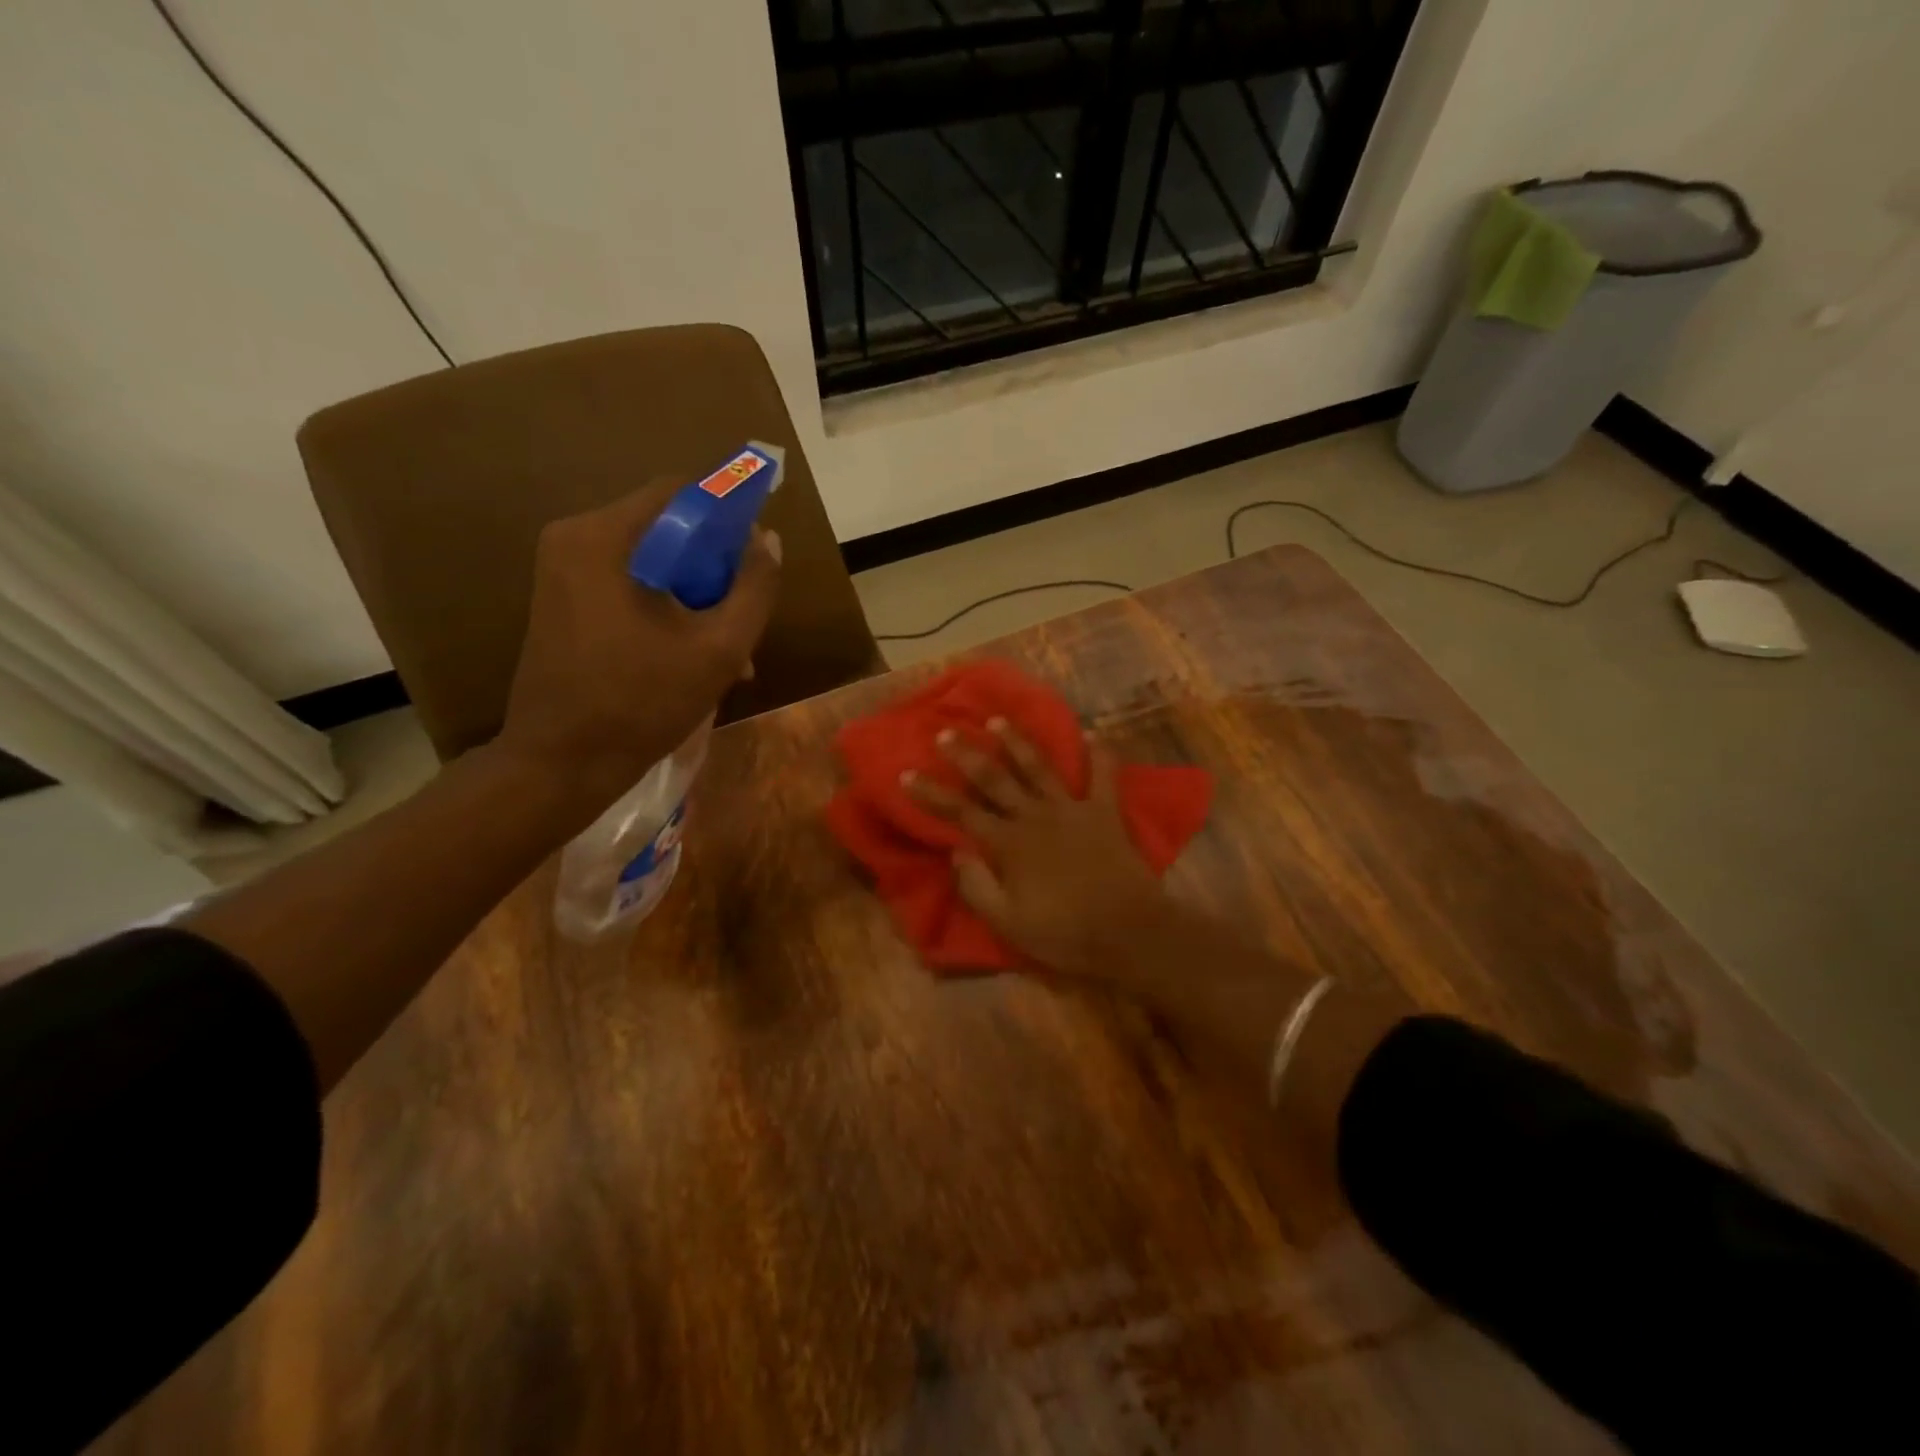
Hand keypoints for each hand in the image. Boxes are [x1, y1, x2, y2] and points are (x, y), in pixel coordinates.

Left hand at [496, 481, 780, 804]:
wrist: (561, 765)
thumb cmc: (641, 703)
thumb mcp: (718, 648)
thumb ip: (754, 589)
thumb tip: (769, 541)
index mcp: (603, 538)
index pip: (680, 492)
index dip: (729, 516)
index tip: (757, 558)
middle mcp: (575, 540)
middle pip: (666, 528)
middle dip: (714, 567)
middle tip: (745, 615)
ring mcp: (563, 572)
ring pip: (652, 562)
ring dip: (696, 596)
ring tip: (730, 651)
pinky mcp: (563, 602)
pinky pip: (629, 586)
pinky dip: (667, 609)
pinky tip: (695, 656)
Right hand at [905, 720, 1168, 976]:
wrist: (1129, 932)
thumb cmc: (1065, 933)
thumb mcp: (1008, 923)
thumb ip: (977, 886)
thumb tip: (956, 851)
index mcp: (1009, 844)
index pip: (961, 813)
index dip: (931, 794)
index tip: (907, 774)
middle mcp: (1035, 816)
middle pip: (995, 779)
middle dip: (967, 755)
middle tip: (947, 733)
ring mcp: (1072, 809)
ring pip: (1039, 767)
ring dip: (1017, 742)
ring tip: (998, 721)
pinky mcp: (1105, 812)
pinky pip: (1104, 776)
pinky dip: (1099, 754)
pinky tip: (1093, 733)